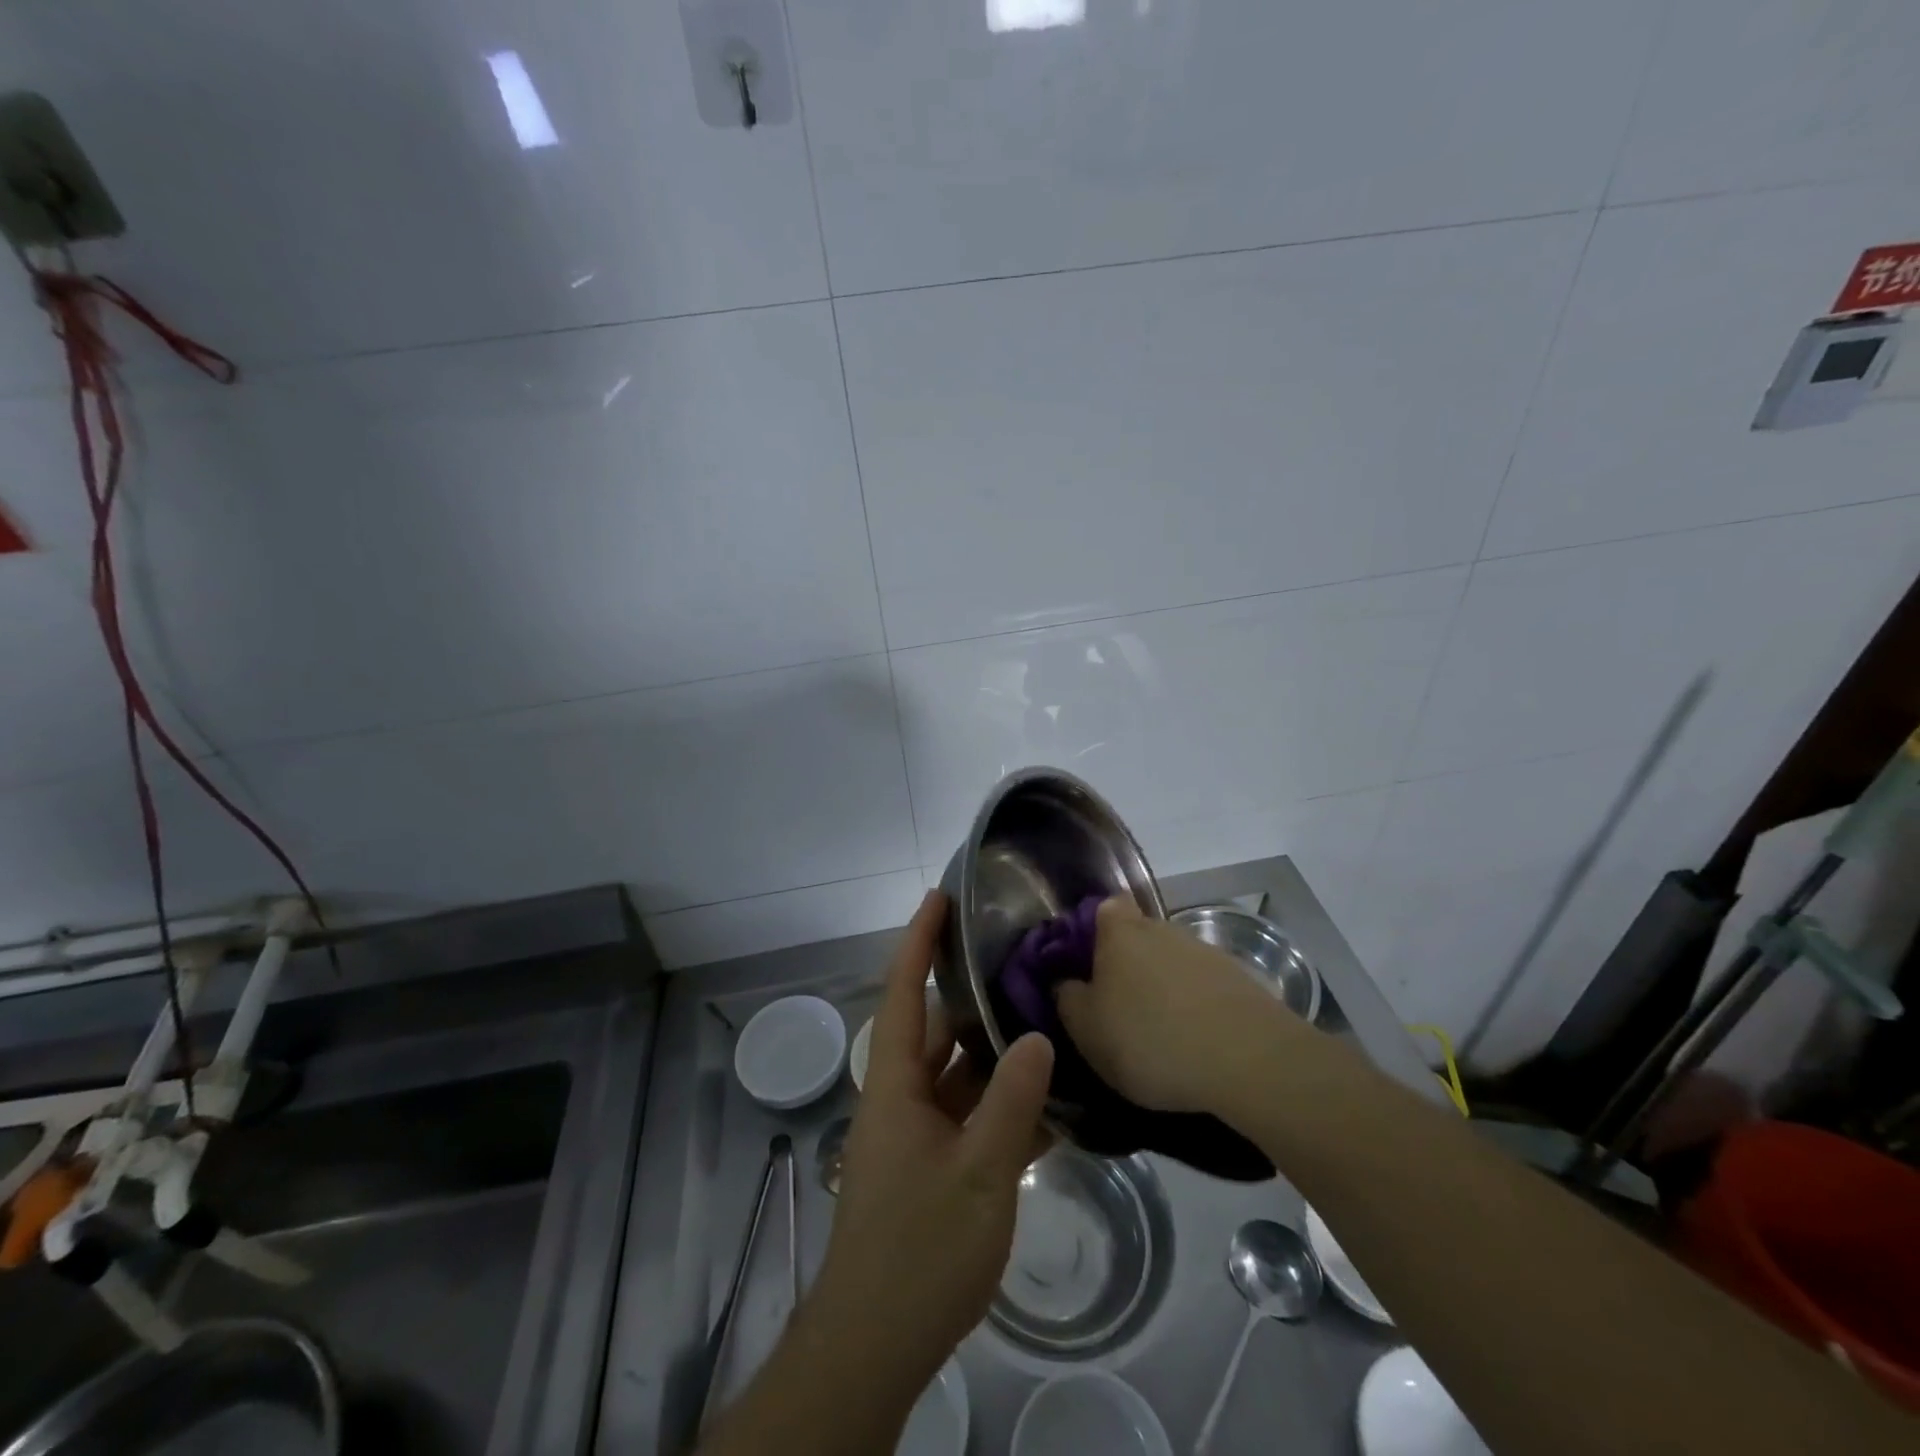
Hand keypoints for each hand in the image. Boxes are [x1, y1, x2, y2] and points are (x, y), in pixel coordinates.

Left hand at [808, 891, 1053, 1391]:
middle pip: (938, 1031)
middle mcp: (901, 1098)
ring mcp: (916, 1133)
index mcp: (895, 1085)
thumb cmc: (919, 1250)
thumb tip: (1039, 1037)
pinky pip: (968, 1117)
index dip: (918, 941)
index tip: (939, 897)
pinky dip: (1001, 1106)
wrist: (875, 1344)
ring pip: (958, 1075)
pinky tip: (1048, 1105)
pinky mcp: (932, 1165)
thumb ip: (1011, 1103)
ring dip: (995, 1057)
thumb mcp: (978, 1174)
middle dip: (975, 1000)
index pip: (902, 992)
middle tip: (1025, 969)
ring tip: (1046, 1024)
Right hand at [1056, 897, 1293, 1112]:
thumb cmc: (1150, 1038)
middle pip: (1138, 936)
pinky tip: (1194, 1043)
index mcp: (1119, 931)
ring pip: (1172, 962)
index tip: (1086, 965)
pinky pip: (1203, 987)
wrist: (1249, 1059)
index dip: (1093, 930)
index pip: (1104, 907)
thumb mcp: (1087, 1029)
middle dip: (1128, 964)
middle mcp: (1162, 928)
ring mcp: (1205, 951)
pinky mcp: (1239, 980)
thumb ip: (1067, 998)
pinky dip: (1195, 1007)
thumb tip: (1064, 981)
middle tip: (1118, 1007)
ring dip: (1163, 987)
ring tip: (1159, 1034)